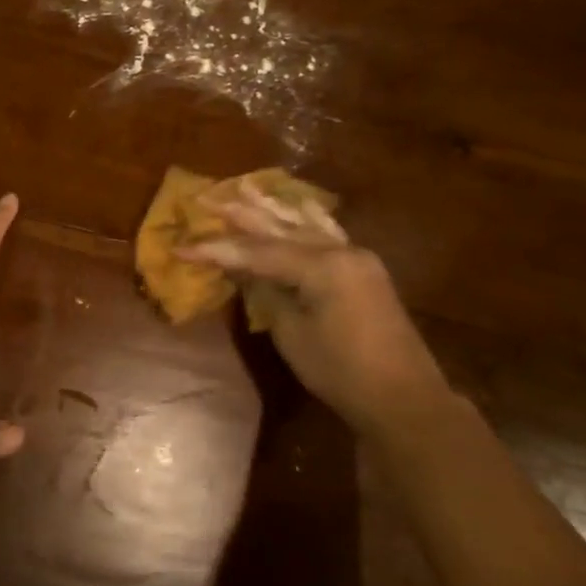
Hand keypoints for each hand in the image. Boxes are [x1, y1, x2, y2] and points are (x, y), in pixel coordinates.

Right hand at [181, 178, 453, 432]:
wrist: (404, 398)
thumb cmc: (341, 372)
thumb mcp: (292, 334)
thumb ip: (266, 292)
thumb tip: (242, 268)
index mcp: (322, 267)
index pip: (257, 252)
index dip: (217, 250)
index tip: (182, 247)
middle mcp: (340, 251)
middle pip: (281, 229)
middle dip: (242, 215)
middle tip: (207, 198)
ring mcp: (356, 257)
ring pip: (305, 225)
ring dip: (273, 208)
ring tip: (245, 187)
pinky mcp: (362, 269)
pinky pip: (328, 234)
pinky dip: (308, 219)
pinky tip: (300, 204)